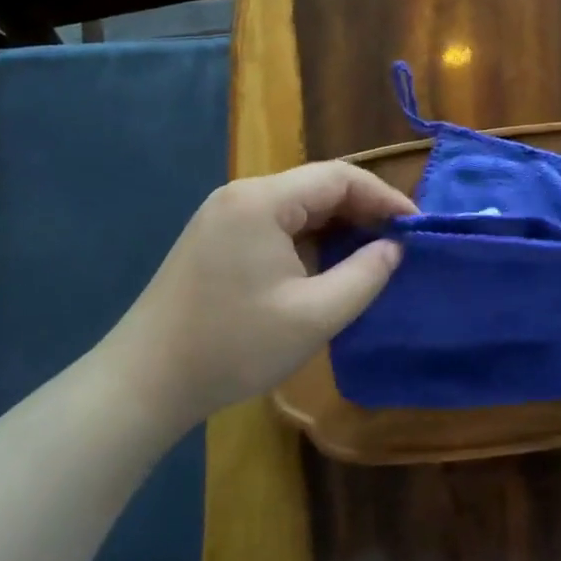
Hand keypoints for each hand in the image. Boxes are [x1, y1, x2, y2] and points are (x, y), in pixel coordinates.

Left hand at [105, 162, 415, 421]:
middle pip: (317, 186)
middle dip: (363, 210)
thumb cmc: (234, 346)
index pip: (339, 177)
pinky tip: (326, 263)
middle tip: (398, 243)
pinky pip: (275, 222)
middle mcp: (241, 195)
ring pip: (297, 205)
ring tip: (371, 253)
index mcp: (262, 201)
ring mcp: (223, 215)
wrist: (144, 383)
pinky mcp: (214, 238)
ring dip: (337, 224)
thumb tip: (394, 248)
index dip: (384, 198)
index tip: (416, 227)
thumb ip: (365, 276)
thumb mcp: (314, 316)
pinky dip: (309, 236)